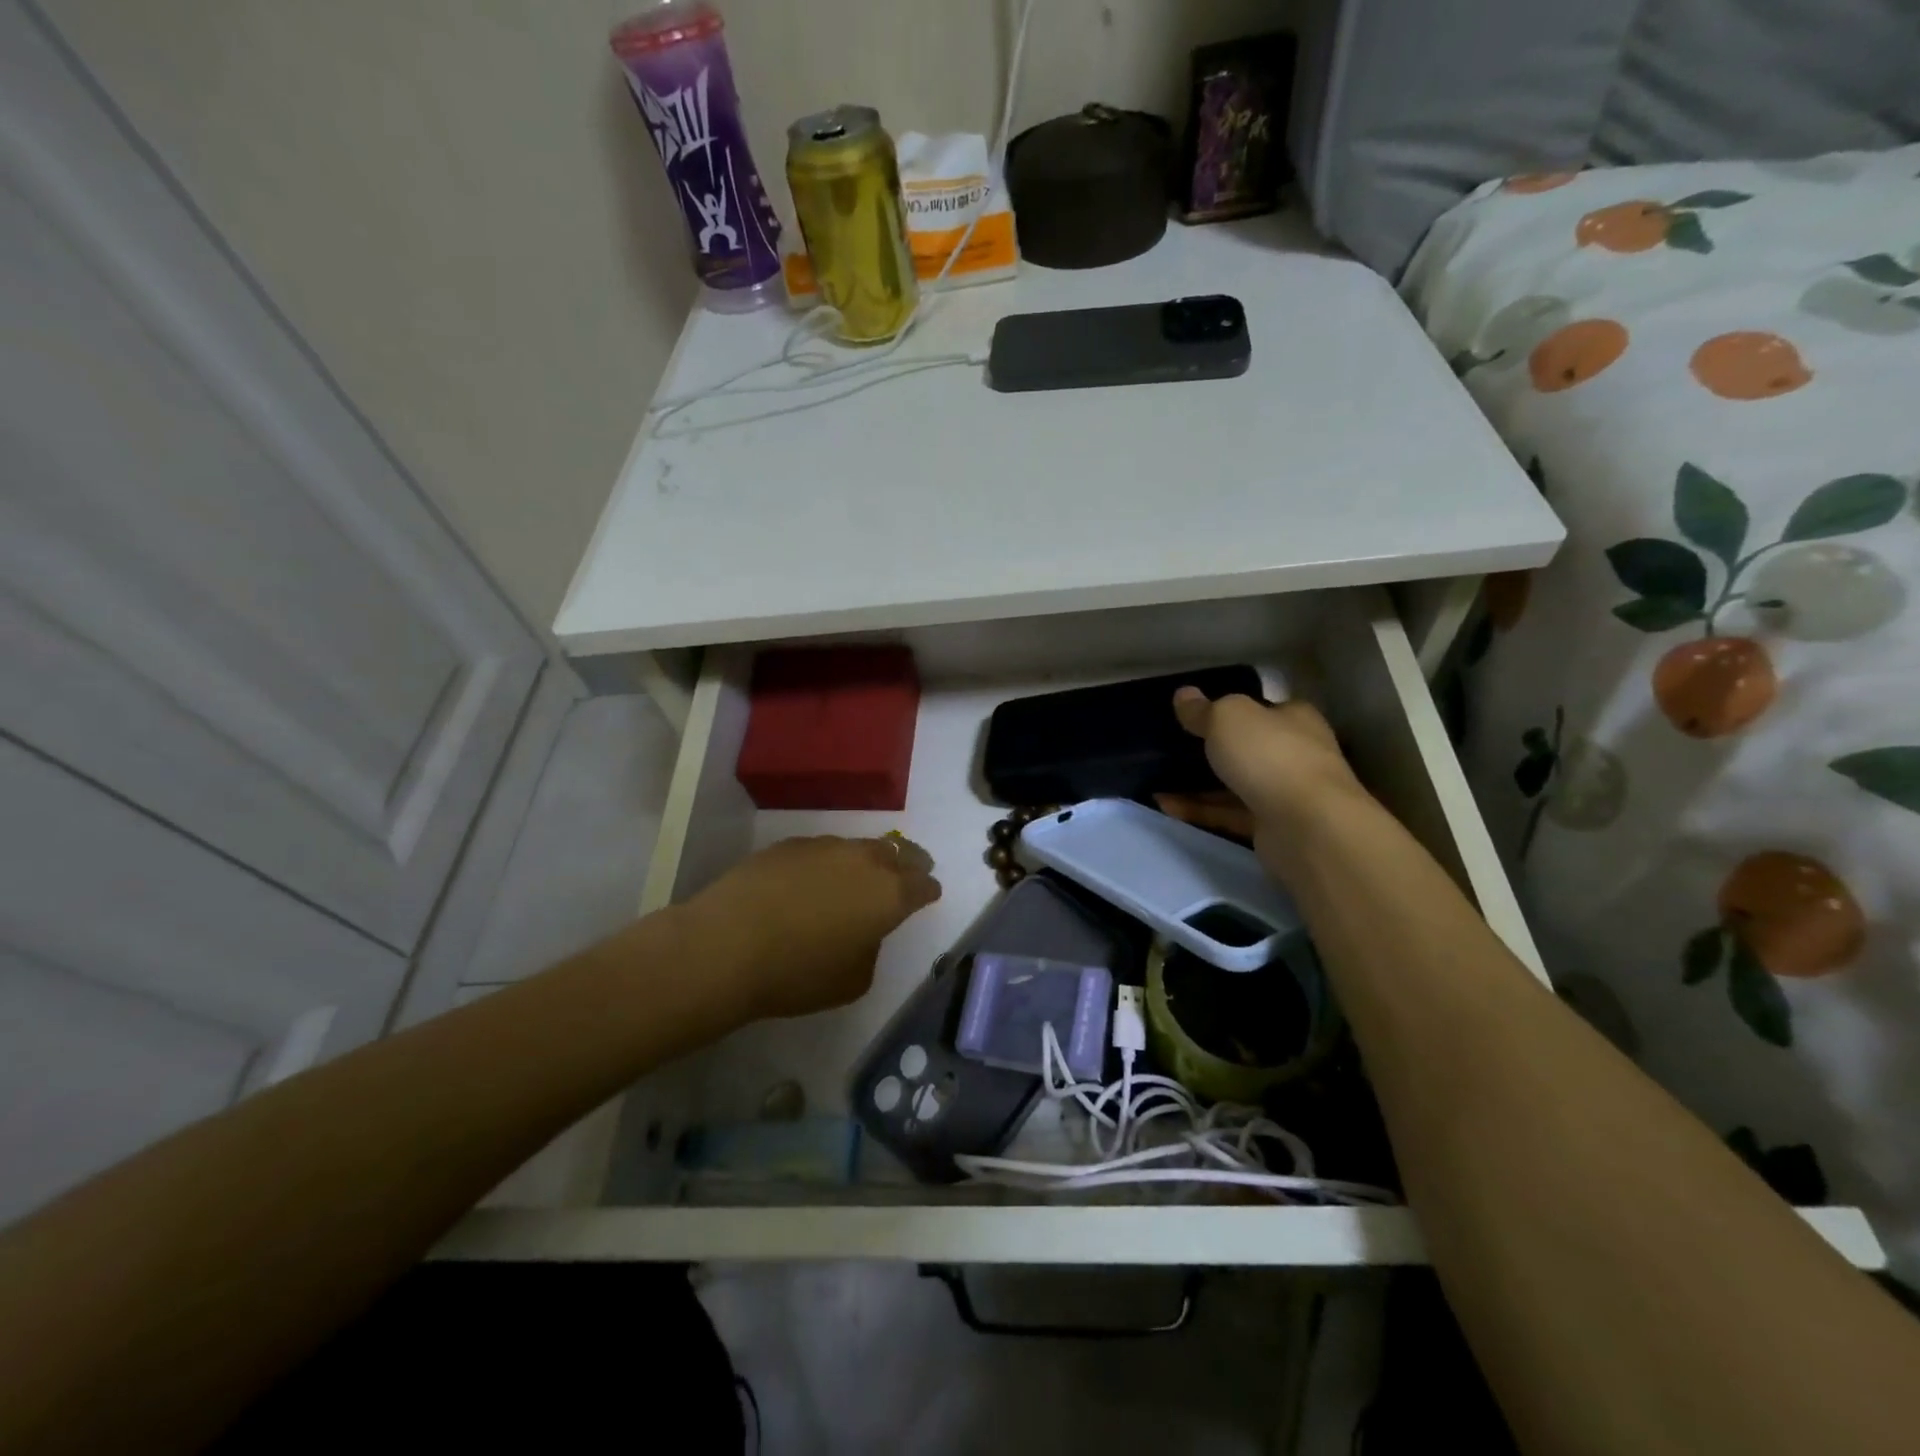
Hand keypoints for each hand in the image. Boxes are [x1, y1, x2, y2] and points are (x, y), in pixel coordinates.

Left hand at [682, 835, 940, 1021]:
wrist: (727, 944)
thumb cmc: (797, 973)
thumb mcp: (853, 980)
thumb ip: (871, 948)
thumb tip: (863, 930)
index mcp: (890, 895)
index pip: (923, 885)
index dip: (928, 891)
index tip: (928, 895)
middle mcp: (865, 860)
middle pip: (899, 852)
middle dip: (910, 862)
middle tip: (911, 871)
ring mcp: (826, 847)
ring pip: (860, 847)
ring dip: (868, 860)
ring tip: (859, 876)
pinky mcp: (790, 844)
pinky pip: (823, 849)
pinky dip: (829, 862)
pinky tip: (814, 879)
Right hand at [1156, 690, 1366, 849]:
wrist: (1307, 827)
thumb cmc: (1270, 755)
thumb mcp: (1227, 717)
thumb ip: (1203, 709)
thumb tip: (1184, 694)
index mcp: (1293, 718)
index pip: (1261, 709)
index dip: (1229, 710)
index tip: (1193, 716)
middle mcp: (1295, 753)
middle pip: (1246, 748)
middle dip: (1210, 749)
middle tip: (1168, 750)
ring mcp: (1285, 793)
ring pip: (1234, 784)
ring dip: (1197, 784)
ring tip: (1156, 780)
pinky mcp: (1271, 827)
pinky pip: (1227, 814)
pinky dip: (1199, 810)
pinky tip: (1165, 807)